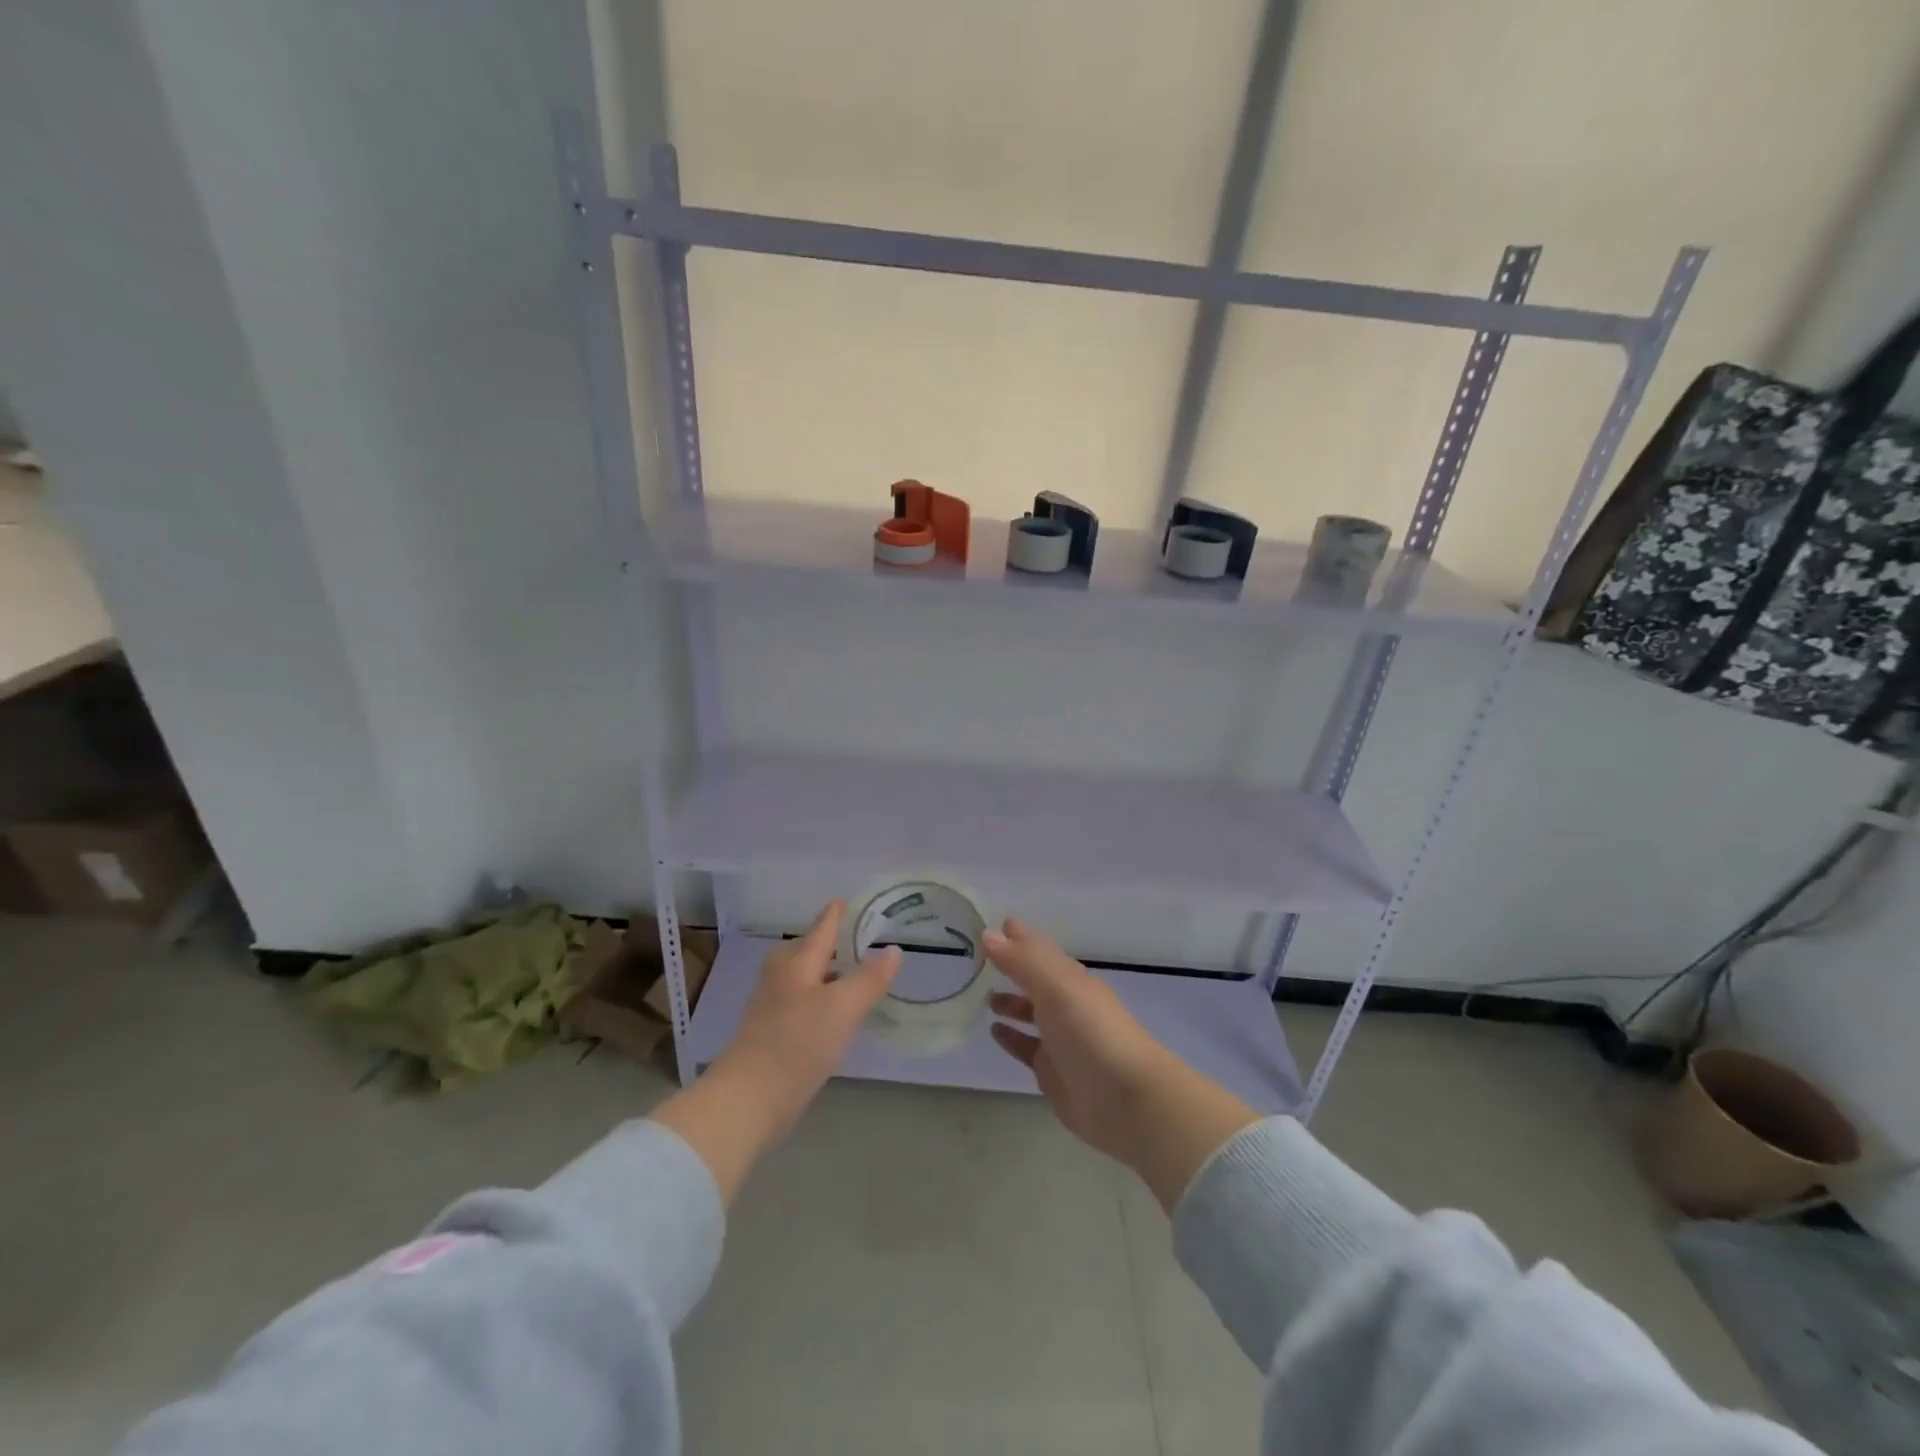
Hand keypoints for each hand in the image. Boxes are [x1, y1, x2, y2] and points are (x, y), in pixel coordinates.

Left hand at [652, 900, 897, 1202]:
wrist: (749, 1100)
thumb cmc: (797, 1043)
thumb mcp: (842, 1008)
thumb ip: (869, 979)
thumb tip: (893, 950)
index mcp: (797, 963)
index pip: (822, 928)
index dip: (837, 913)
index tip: (851, 899)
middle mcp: (782, 978)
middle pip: (807, 950)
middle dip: (830, 942)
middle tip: (858, 939)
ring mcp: (774, 1007)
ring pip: (804, 978)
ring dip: (826, 973)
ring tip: (853, 974)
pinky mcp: (772, 1035)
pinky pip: (802, 1003)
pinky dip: (820, 999)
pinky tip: (835, 1014)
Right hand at [985, 917, 1176, 1164]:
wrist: (1126, 1099)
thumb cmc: (1091, 1032)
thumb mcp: (1056, 987)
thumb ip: (1022, 960)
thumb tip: (988, 934)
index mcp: (1071, 978)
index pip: (1040, 949)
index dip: (1020, 937)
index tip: (996, 923)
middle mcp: (1067, 1003)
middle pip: (1036, 979)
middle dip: (1014, 967)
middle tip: (981, 958)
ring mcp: (1060, 1039)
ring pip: (1031, 1012)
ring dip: (1011, 1001)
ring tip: (984, 996)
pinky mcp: (1052, 1071)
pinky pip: (1026, 1047)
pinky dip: (1011, 1036)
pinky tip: (993, 1031)